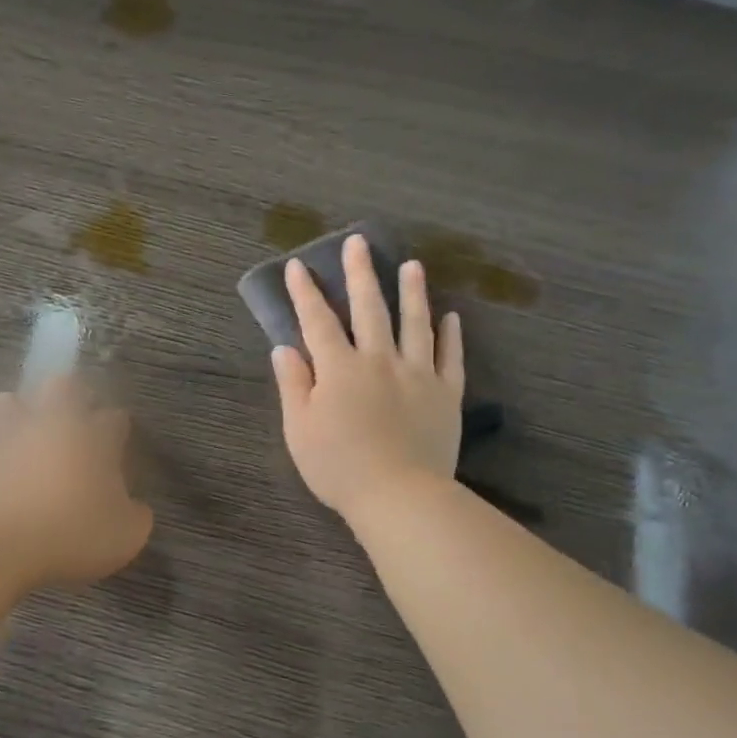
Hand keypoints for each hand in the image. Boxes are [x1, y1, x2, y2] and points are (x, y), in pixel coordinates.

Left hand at [0, 376, 153, 587]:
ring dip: (19, 414)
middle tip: (76, 422)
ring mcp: (8, 439)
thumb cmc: (73, 532)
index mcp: (95, 437)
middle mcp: (52, 426)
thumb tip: (134, 508)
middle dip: (72, 396)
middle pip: (62, 386)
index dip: (118, 430)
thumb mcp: (126, 534)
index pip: (115, 417)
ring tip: (27, 441)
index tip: (118, 447)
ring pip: (9, 402)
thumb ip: (135, 515)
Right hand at [272, 234, 464, 518]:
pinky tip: (451, 317)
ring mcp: (417, 374)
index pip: (318, 322)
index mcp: (339, 369)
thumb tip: (284, 348)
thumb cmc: (338, 467)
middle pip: (369, 309)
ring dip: (412, 292)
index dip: (305, 293)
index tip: (298, 266)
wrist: (398, 494)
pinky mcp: (445, 394)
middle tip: (359, 243)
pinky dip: (451, 335)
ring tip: (413, 265)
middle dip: (360, 274)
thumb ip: (294, 385)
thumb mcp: (299, 430)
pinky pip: (450, 357)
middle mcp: (379, 360)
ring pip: (415, 323)